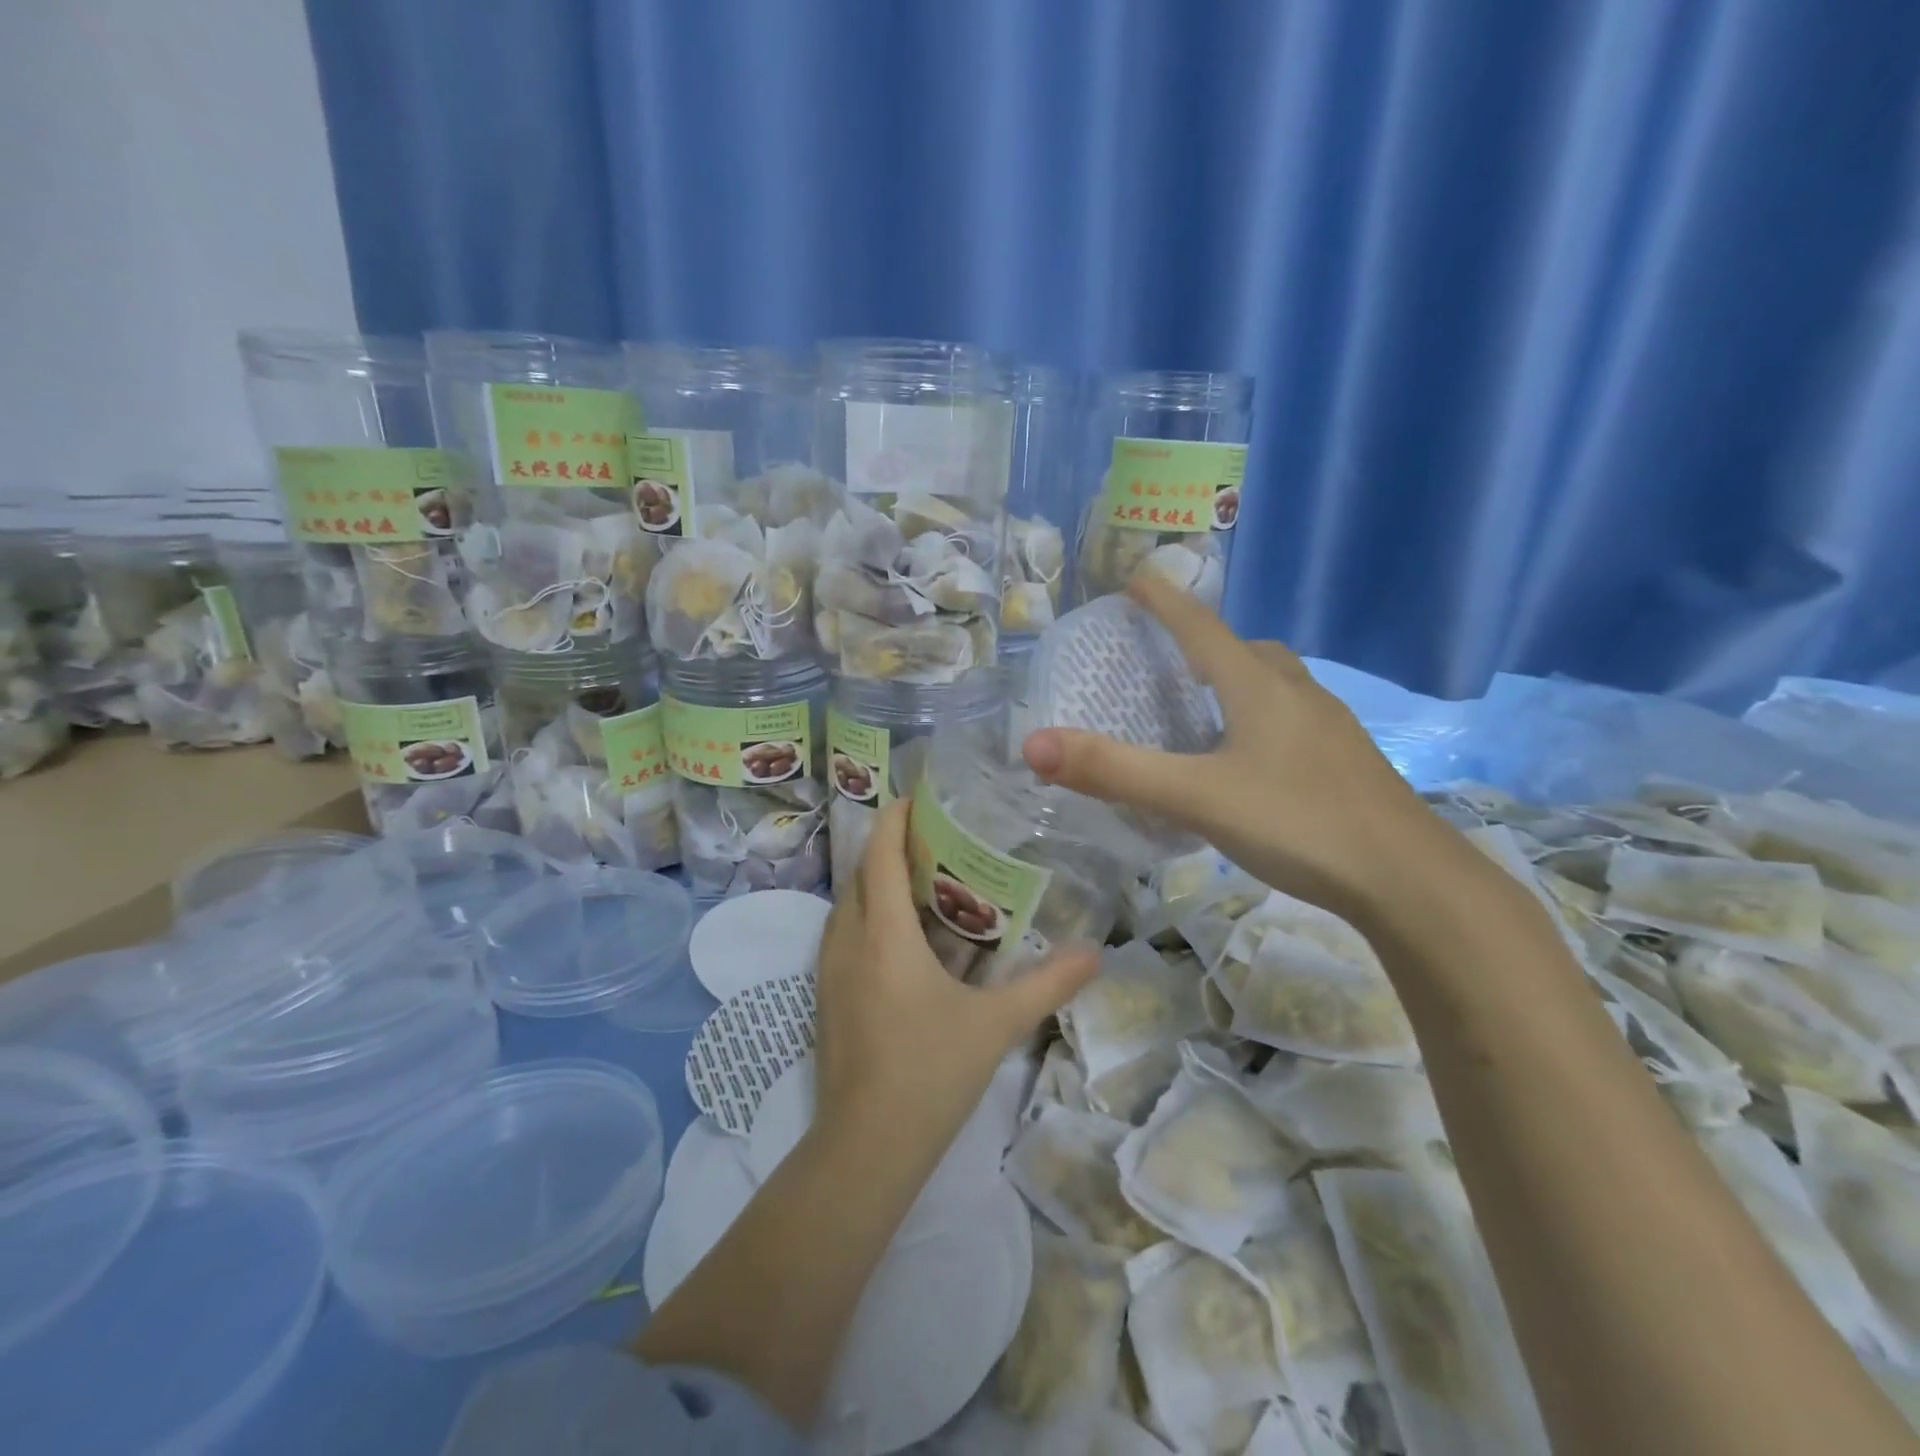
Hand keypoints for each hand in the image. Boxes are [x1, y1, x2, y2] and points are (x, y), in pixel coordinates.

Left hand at [811, 798, 1099, 1156]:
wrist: (866, 1147)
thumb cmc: (930, 1072)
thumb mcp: (996, 1024)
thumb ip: (1048, 984)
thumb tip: (1096, 954)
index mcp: (884, 933)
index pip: (880, 853)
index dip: (894, 818)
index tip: (918, 797)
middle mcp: (847, 940)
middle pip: (861, 872)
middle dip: (889, 846)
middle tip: (934, 839)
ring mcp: (828, 969)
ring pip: (847, 903)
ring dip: (876, 882)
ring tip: (921, 881)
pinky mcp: (825, 995)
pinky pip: (842, 934)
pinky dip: (867, 916)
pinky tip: (902, 939)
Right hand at [1021, 574, 1462, 922]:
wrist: (1409, 879)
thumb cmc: (1298, 823)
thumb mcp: (1196, 797)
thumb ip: (1115, 772)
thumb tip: (1032, 744)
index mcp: (1258, 687)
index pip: (1201, 628)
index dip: (1165, 601)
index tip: (1138, 577)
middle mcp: (1296, 693)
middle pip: (1245, 650)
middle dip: (1205, 642)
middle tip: (1170, 657)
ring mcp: (1330, 727)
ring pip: (1276, 683)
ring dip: (1238, 679)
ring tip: (1206, 705)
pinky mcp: (1346, 761)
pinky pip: (1293, 717)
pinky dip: (1262, 716)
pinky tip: (1252, 758)